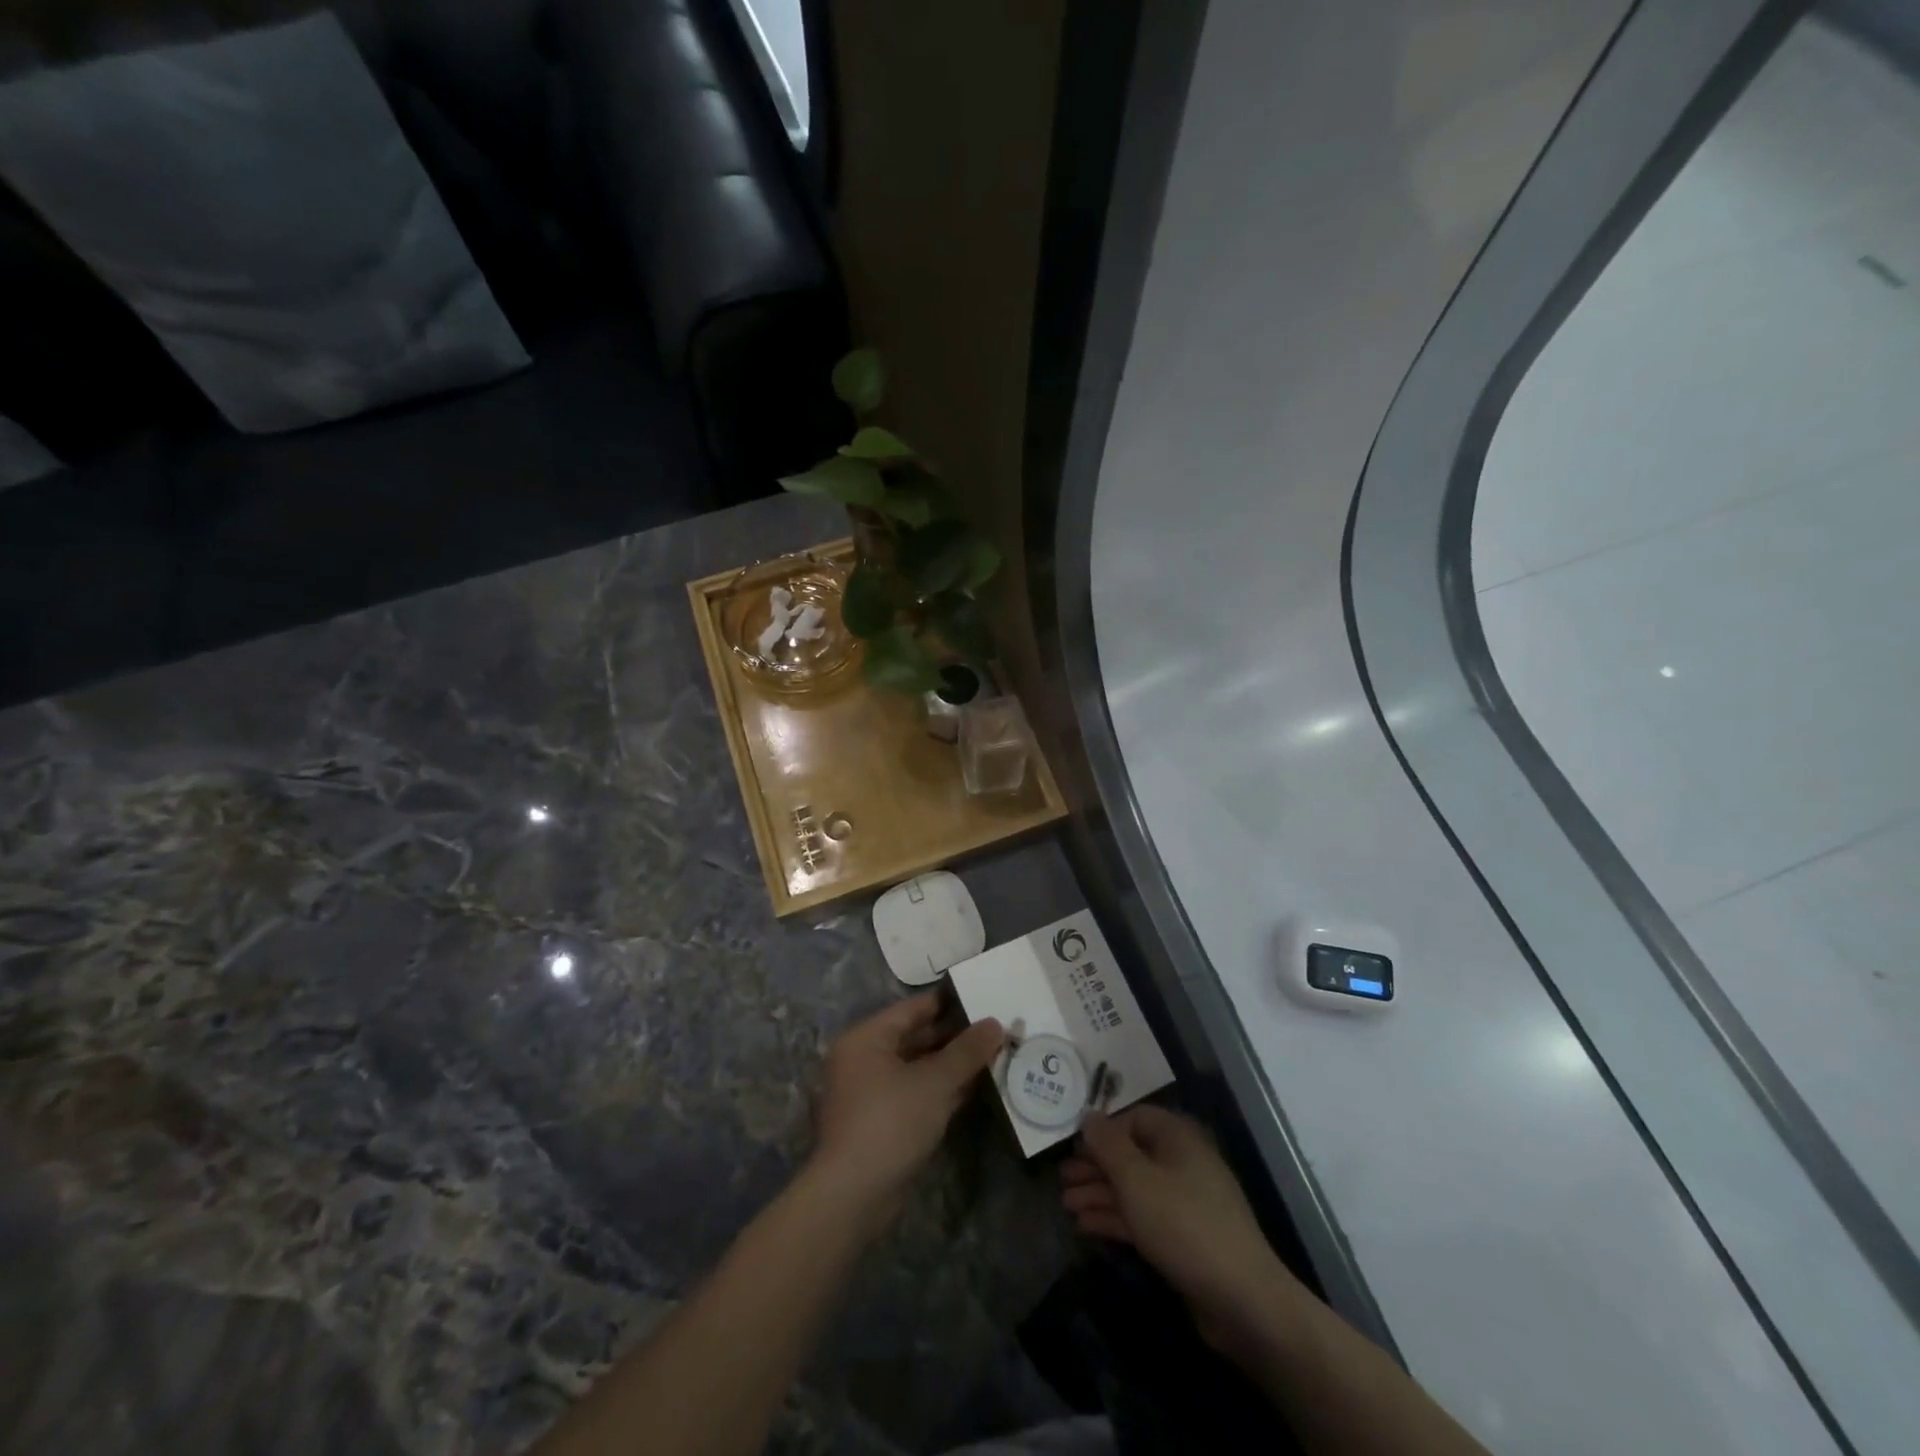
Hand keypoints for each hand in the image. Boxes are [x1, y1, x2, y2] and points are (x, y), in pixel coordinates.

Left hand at [809, 992, 1003, 1231]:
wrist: (853, 1196)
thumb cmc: (890, 1121)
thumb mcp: (934, 1082)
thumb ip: (966, 1051)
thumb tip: (995, 1023)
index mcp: (866, 1038)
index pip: (912, 1009)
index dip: (948, 1003)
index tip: (981, 997)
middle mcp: (863, 1059)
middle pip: (915, 1038)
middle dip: (954, 1036)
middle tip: (994, 1029)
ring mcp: (871, 1093)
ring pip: (918, 1068)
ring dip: (951, 1065)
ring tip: (992, 1054)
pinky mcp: (881, 1123)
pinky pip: (916, 1094)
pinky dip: (941, 1090)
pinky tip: (974, 1087)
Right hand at [1063, 1105, 1305, 1356]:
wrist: (1242, 1299)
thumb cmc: (1183, 1224)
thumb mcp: (1136, 1180)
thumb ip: (1108, 1145)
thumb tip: (1088, 1115)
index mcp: (1177, 1137)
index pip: (1133, 1118)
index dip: (1101, 1131)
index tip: (1071, 1147)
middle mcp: (1182, 1162)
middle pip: (1131, 1154)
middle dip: (1095, 1166)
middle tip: (1061, 1180)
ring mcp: (1185, 1201)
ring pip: (1134, 1188)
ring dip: (1100, 1194)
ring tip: (1065, 1205)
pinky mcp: (1184, 1236)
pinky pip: (1143, 1216)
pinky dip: (1115, 1218)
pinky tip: (1085, 1226)